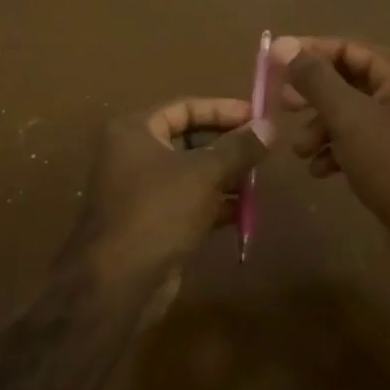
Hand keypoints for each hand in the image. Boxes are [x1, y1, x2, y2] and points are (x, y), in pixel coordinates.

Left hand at [64, 97, 272, 292]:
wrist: (120, 282)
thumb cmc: (159, 211)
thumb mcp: (204, 173)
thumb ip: (238, 148)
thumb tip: (269, 126)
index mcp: (134, 130)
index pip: (185, 107)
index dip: (223, 110)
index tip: (258, 117)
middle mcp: (132, 154)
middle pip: (188, 139)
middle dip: (227, 146)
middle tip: (264, 150)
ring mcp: (141, 190)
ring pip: (191, 173)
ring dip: (225, 176)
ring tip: (260, 179)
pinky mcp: (152, 221)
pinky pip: (188, 201)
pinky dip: (214, 203)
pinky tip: (244, 210)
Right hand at [271, 36, 389, 266]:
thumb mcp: (348, 117)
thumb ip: (314, 79)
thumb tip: (283, 46)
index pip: (346, 48)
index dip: (308, 53)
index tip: (272, 64)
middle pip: (345, 80)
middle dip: (311, 97)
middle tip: (282, 107)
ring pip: (348, 113)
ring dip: (319, 128)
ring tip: (301, 152)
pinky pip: (357, 140)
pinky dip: (335, 150)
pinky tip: (321, 170)